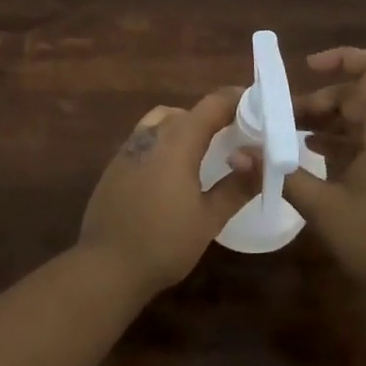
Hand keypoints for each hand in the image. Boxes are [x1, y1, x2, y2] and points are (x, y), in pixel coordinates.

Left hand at [77, 88, 255, 296]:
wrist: (106, 266)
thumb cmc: (164, 243)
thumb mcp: (209, 219)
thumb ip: (237, 187)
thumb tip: (260, 161)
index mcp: (177, 142)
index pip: (211, 105)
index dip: (236, 100)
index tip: (258, 105)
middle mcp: (151, 135)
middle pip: (186, 111)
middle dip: (212, 115)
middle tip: (236, 132)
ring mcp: (128, 149)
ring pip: (161, 120)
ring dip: (185, 124)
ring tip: (205, 147)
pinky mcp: (115, 165)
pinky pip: (145, 138)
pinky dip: (165, 139)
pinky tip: (173, 168)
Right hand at [282, 48, 365, 299]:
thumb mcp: (322, 207)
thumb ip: (281, 174)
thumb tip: (238, 154)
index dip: (342, 58)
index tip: (308, 68)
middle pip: (360, 97)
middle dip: (320, 101)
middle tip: (283, 119)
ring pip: (364, 120)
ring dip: (328, 122)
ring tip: (291, 136)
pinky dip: (343, 141)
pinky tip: (315, 157)